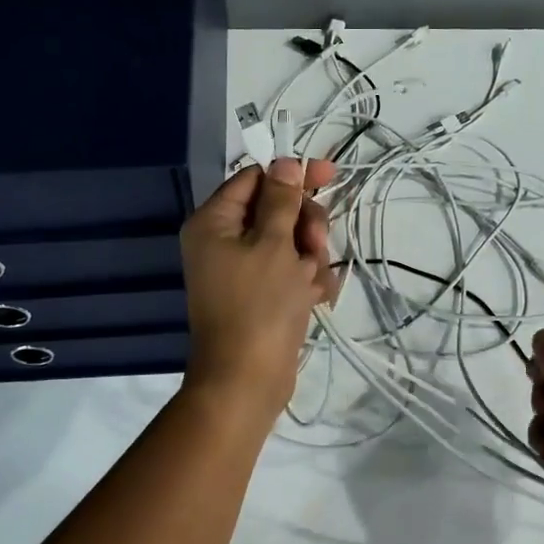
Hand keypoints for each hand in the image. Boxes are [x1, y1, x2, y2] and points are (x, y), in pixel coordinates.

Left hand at [180, 156, 338, 419]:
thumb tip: (284, 162)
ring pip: (289, 241)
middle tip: (318, 243)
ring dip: (310, 255)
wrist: (246, 381)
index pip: (255, 178)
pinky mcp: (261, 294)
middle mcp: (223, 241)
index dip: (291, 175)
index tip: (329, 176)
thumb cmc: (258, 305)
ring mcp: (242, 270)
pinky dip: (306, 280)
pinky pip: (289, 271)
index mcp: (214, 222)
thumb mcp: (275, 243)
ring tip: (312, 281)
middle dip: (305, 224)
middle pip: (275, 209)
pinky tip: (317, 297)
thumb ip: (282, 200)